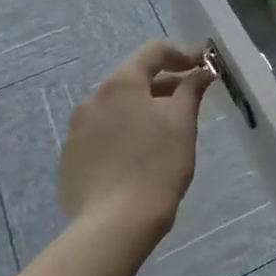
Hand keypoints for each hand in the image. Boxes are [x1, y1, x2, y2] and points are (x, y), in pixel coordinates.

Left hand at [58, 41, 213, 246]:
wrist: (115, 222)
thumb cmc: (157, 164)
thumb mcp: (183, 122)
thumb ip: (192, 89)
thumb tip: (202, 71)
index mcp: (121, 84)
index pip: (154, 52)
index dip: (183, 54)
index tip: (203, 68)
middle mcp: (93, 98)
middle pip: (133, 79)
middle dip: (164, 85)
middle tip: (189, 101)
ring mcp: (76, 130)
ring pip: (117, 108)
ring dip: (143, 110)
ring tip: (165, 133)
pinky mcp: (71, 158)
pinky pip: (102, 135)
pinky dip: (124, 135)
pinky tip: (139, 159)